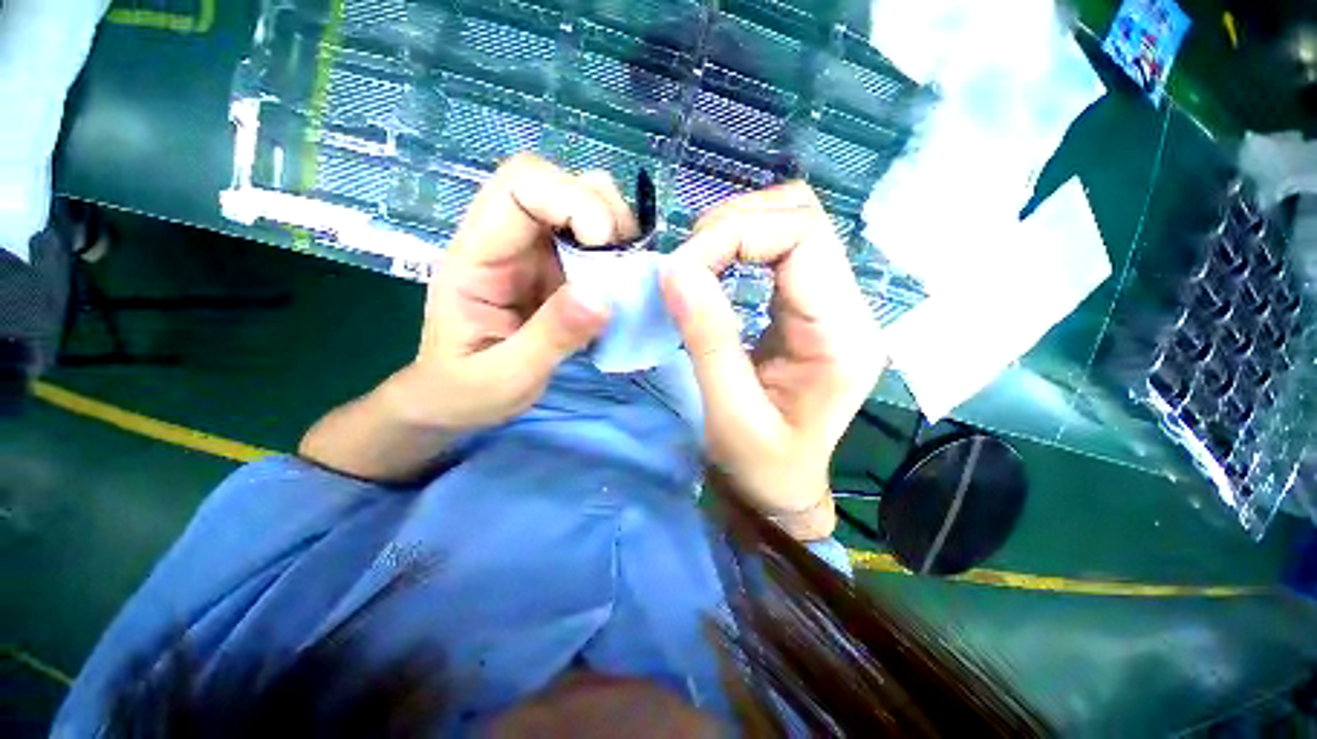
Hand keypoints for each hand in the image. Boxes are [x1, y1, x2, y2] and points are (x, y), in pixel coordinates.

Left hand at [395, 153, 639, 430]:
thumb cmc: (466, 391)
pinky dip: (617, 255)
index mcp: (475, 257)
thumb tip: (602, 298)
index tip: (606, 246)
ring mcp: (533, 255)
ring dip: (614, 232)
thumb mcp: (506, 376)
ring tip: (626, 276)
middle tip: (624, 263)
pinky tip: (622, 286)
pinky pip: (592, 244)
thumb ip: (551, 337)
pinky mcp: (556, 272)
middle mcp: (505, 243)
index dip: (570, 199)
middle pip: (554, 184)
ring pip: (580, 206)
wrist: (455, 402)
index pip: (519, 187)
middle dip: (601, 211)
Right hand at [661, 183, 887, 539]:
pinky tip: (716, 270)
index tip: (683, 268)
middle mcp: (850, 309)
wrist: (783, 488)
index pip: (803, 236)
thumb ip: (707, 338)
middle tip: (688, 263)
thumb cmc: (761, 468)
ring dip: (737, 231)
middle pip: (803, 218)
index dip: (736, 234)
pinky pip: (783, 250)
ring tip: (698, 265)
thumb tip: (675, 269)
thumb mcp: (729, 413)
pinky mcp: (812, 308)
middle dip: (735, 224)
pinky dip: (742, 246)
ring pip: (793, 224)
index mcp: (841, 337)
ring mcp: (834, 305)